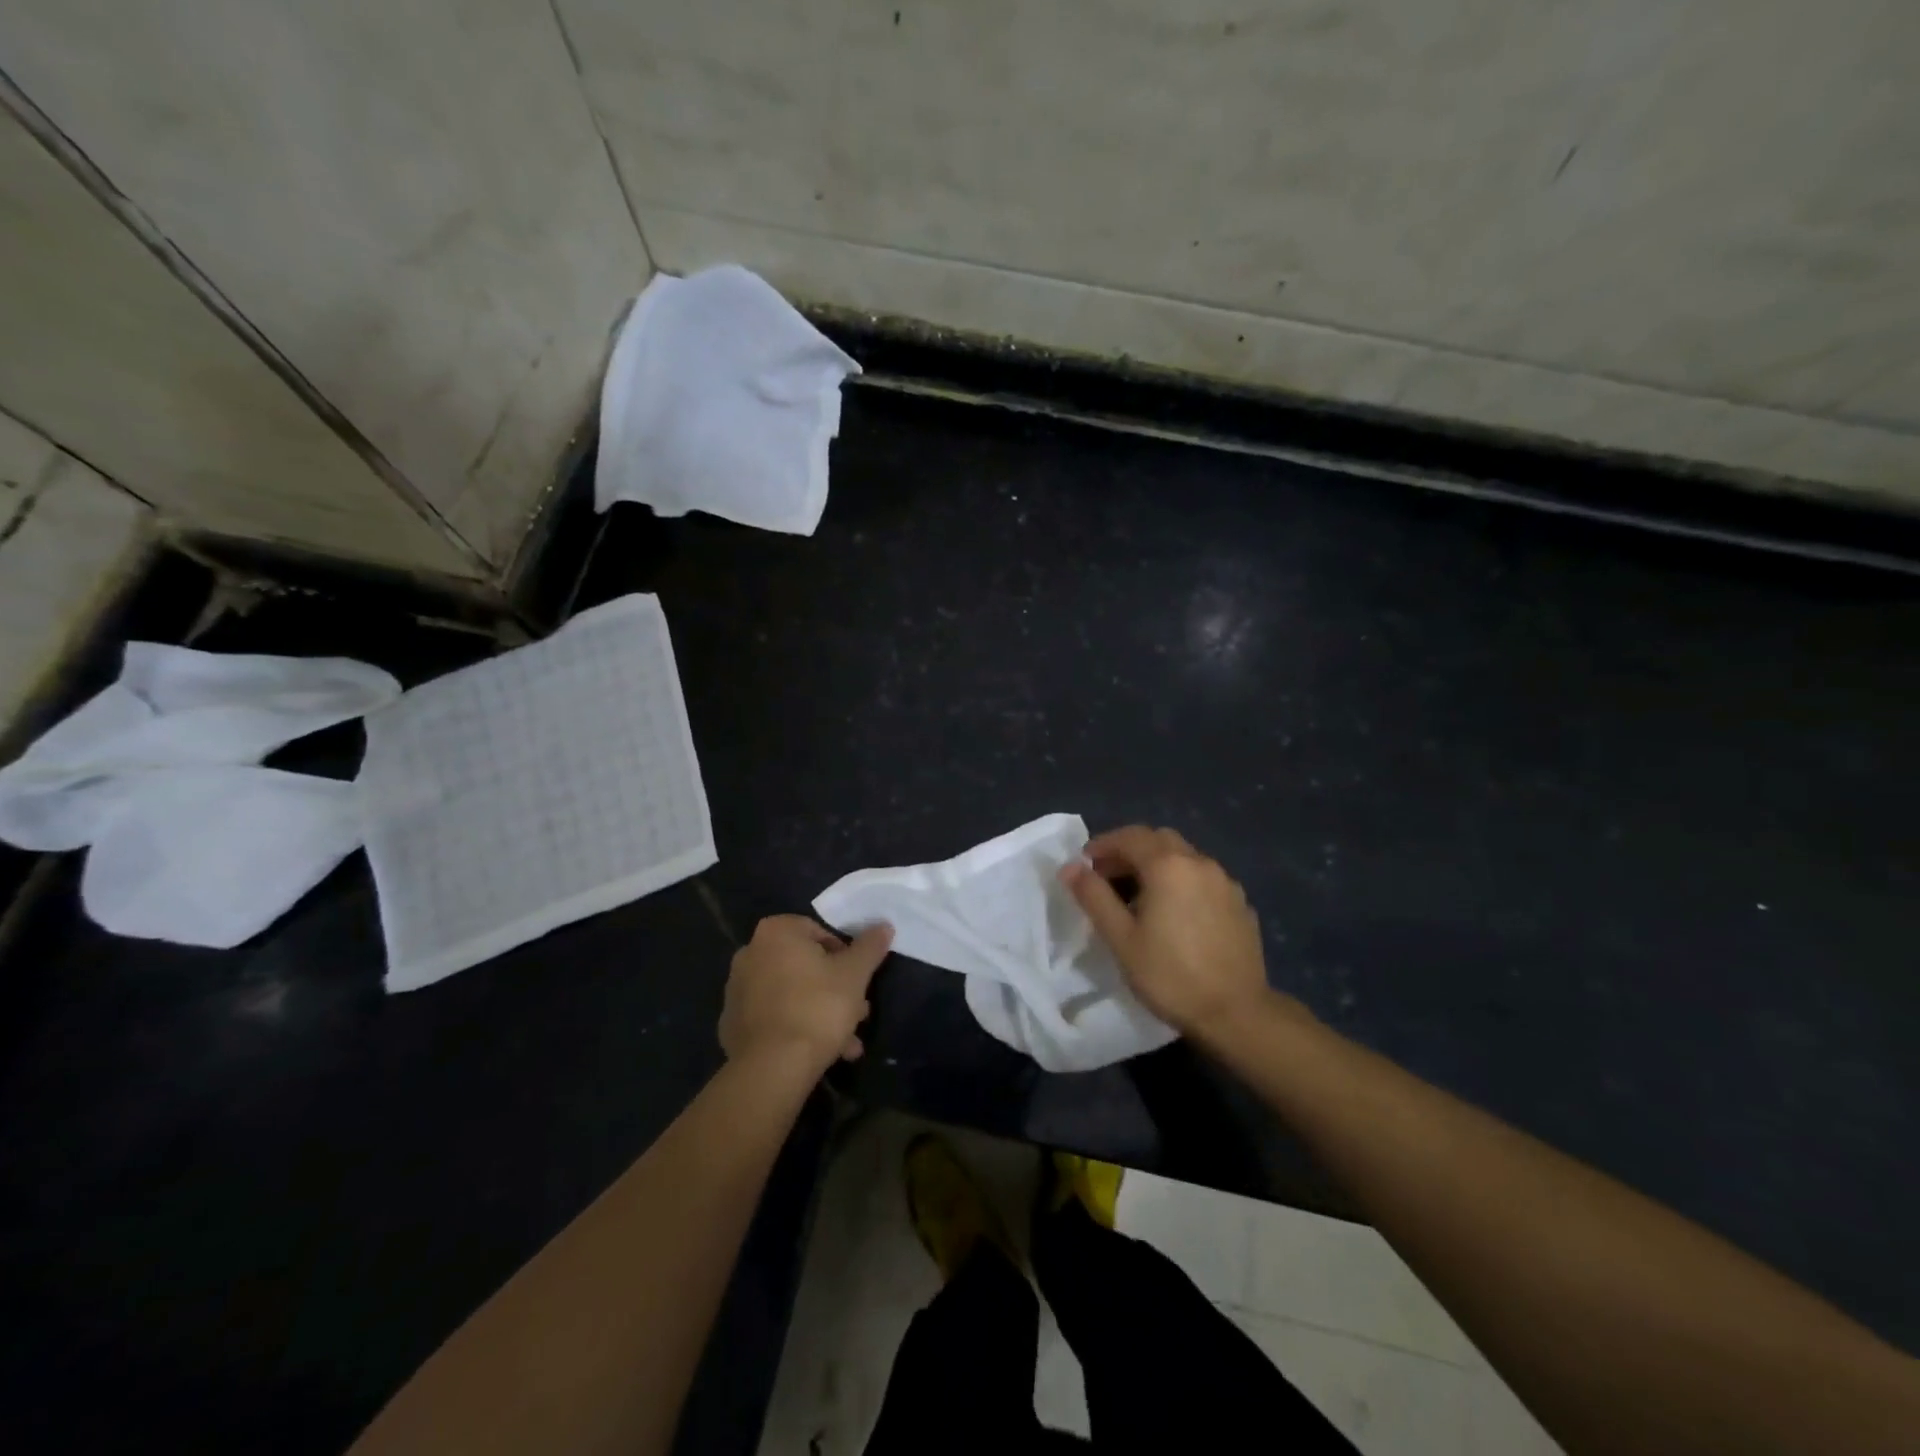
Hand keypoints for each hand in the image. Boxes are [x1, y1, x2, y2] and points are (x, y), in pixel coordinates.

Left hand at [720, 915, 893, 1076]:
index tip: (857, 980)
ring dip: (820, 1012)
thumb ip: (870, 946)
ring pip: (792, 994)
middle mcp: (750, 953)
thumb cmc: (817, 1007)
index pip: (819, 932)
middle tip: (858, 1012)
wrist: (771, 1067)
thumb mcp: (855, 974)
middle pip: (805, 965)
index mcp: (776, 932)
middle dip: (834, 989)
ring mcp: (737, 990)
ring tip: (847, 1043)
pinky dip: (796, 1027)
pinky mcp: (733, 1024)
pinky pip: (774, 1017)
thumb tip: (884, 925)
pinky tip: (821, 1052)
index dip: (844, 955)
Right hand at [1061, 825, 1290, 1039]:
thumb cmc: (1169, 975)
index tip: (1085, 865)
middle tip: (1108, 878)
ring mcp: (1225, 882)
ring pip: (1184, 858)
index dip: (1103, 845)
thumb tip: (1071, 867)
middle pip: (1159, 840)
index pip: (1130, 836)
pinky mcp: (1240, 904)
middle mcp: (1200, 863)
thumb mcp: (1121, 938)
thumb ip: (1094, 896)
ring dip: (1157, 865)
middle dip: (1130, 851)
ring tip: (1139, 898)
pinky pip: (1203, 879)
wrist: (1236, 1014)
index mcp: (1169, 865)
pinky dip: (1182, 882)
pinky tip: (1175, 914)